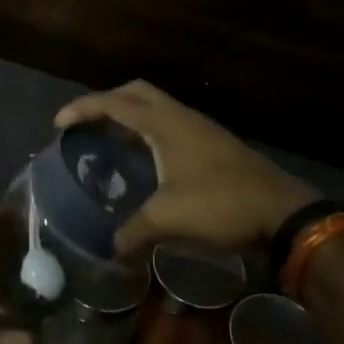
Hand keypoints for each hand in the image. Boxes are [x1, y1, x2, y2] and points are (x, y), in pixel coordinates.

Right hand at [55, 81, 317, 260]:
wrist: (284, 213)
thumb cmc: (221, 205)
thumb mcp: (168, 220)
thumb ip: (133, 233)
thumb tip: (113, 251)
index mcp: (164, 124)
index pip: (114, 103)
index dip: (82, 109)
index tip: (58, 124)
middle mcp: (181, 117)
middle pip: (137, 92)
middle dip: (107, 101)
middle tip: (87, 124)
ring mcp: (202, 129)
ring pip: (158, 107)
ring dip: (132, 116)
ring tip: (112, 142)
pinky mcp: (215, 145)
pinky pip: (172, 125)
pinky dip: (151, 133)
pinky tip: (148, 163)